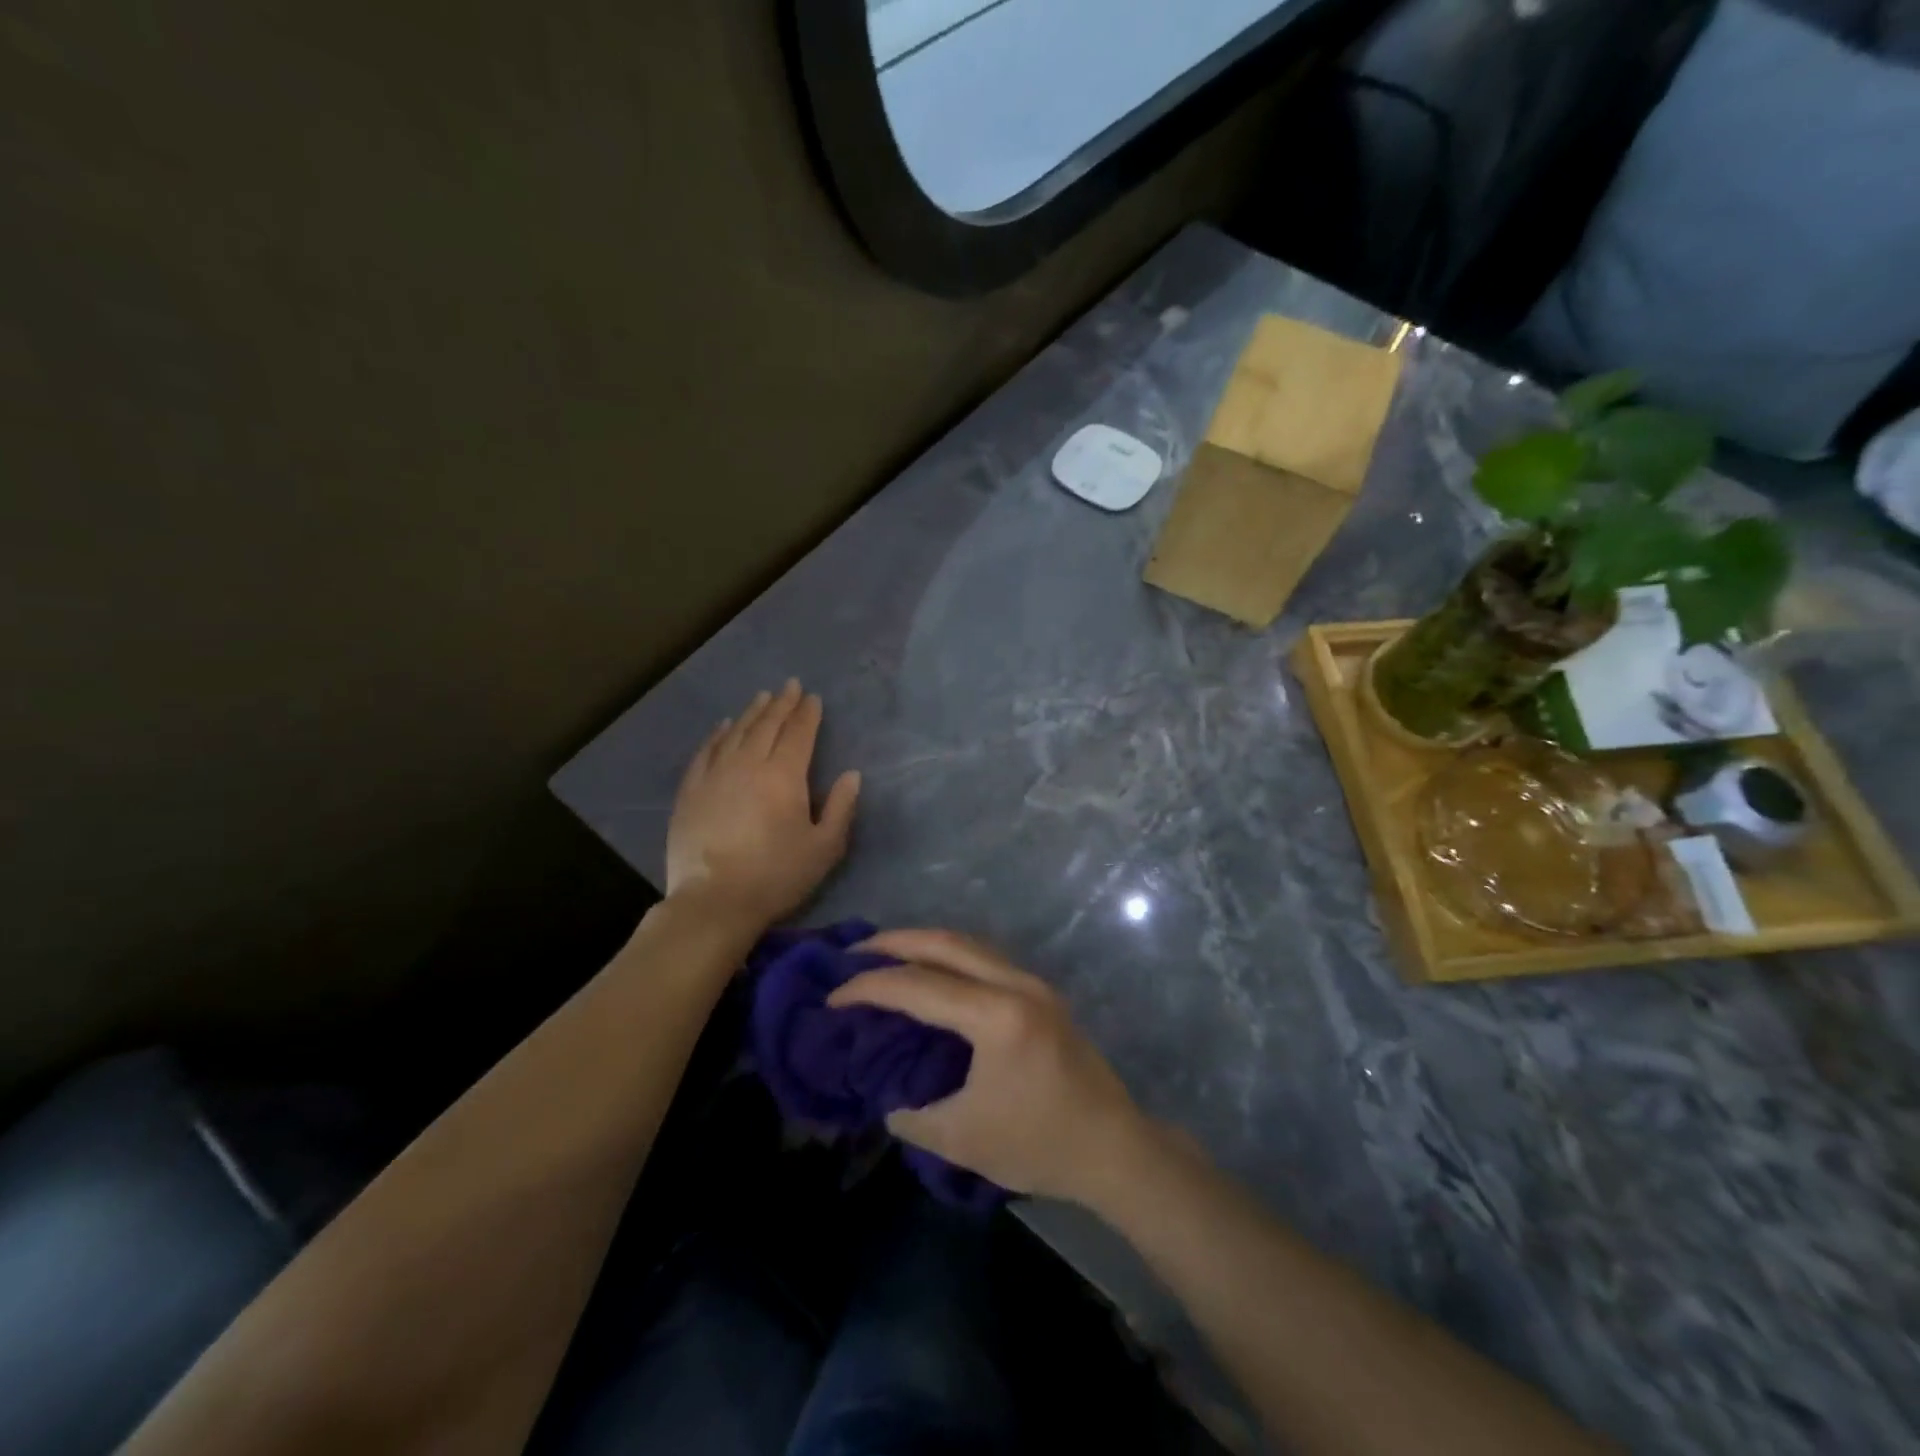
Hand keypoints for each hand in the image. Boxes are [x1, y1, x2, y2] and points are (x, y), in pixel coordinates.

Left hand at [665, 680, 860, 925]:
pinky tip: (724, 726)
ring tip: (762, 697)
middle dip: (782, 704)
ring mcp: (715, 774)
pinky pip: (706, 751)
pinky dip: (718, 734)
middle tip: (790, 686)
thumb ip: (841, 808)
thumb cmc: (777, 876)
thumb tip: (851, 775)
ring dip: (752, 712)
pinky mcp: (691, 790)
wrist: (714, 902)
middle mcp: (748, 764)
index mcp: (784, 776)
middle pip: (767, 725)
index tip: (813, 698)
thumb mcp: (824, 848)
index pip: (799, 734)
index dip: (807, 714)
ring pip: (736, 732)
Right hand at [828, 929, 1145, 1204]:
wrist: (1114, 1149)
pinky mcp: (1042, 994)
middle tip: (853, 954)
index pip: (919, 987)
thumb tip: (884, 1096)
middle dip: (895, 942)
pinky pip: (985, 959)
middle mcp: (1016, 984)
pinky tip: (932, 975)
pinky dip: (950, 957)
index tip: (832, 998)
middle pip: (946, 943)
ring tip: (886, 956)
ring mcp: (1033, 984)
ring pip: (969, 944)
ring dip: (924, 944)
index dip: (870, 988)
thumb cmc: (1039, 1145)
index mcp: (997, 1016)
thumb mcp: (962, 1139)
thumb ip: (912, 1115)